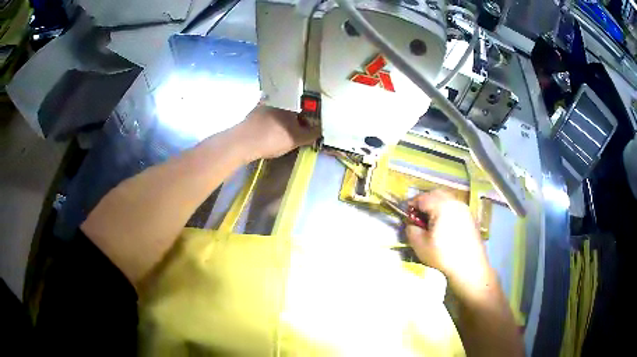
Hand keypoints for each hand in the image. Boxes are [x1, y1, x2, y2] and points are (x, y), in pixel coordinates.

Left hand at [235, 105, 320, 160]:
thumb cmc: (273, 138)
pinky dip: (272, 119)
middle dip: (297, 117)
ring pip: (280, 109)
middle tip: (298, 129)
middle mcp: (279, 99)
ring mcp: (264, 103)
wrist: (243, 142)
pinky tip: (271, 129)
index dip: (310, 118)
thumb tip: (322, 130)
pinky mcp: (253, 111)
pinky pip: (268, 113)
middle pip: (293, 107)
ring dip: (284, 117)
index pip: (307, 108)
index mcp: (292, 103)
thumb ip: (312, 134)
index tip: (309, 128)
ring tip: (284, 130)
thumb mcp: (297, 139)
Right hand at [406, 190, 491, 290]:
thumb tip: (411, 223)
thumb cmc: (443, 256)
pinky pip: (455, 207)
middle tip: (418, 217)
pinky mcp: (470, 217)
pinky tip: (444, 227)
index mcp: (441, 205)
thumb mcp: (420, 245)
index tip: (407, 216)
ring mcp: (465, 208)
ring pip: (446, 199)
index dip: (411, 205)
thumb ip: (411, 229)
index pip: (422, 197)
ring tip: (431, 222)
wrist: (470, 267)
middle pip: (435, 194)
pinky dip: (446, 211)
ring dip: (436, 205)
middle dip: (424, 202)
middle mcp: (455, 202)